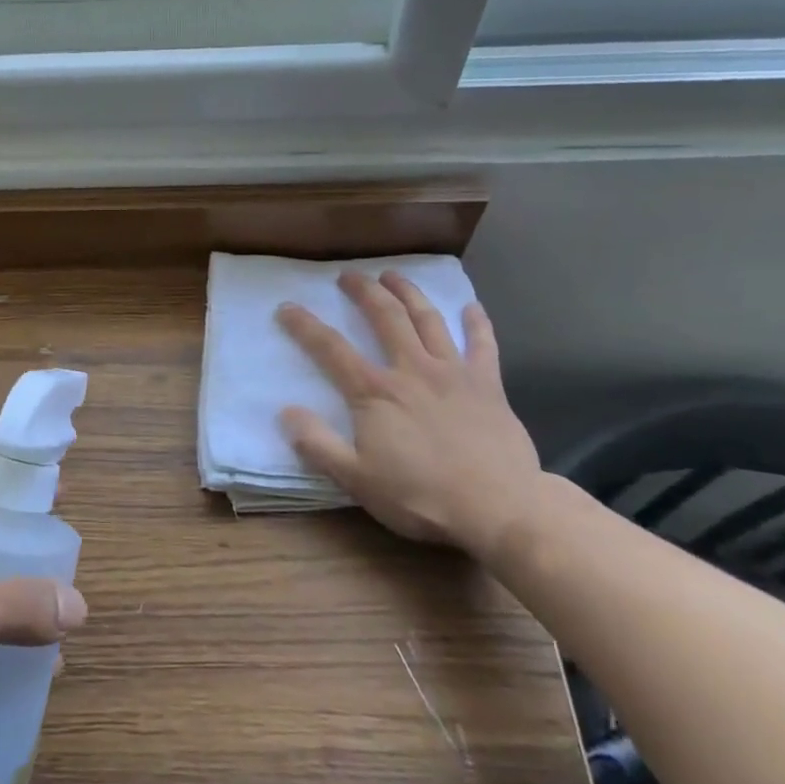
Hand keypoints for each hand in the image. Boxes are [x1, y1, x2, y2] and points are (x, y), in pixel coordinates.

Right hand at [275, 270, 544, 559]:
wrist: (498, 508)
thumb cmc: (421, 496)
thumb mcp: (356, 479)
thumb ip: (318, 444)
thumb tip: (286, 412)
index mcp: (375, 392)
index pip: (331, 349)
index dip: (305, 326)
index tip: (287, 307)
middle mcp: (412, 370)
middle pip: (385, 318)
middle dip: (364, 292)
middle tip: (349, 275)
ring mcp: (453, 372)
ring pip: (428, 319)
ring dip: (409, 293)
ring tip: (394, 276)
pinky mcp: (487, 385)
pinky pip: (482, 345)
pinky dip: (476, 323)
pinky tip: (470, 307)